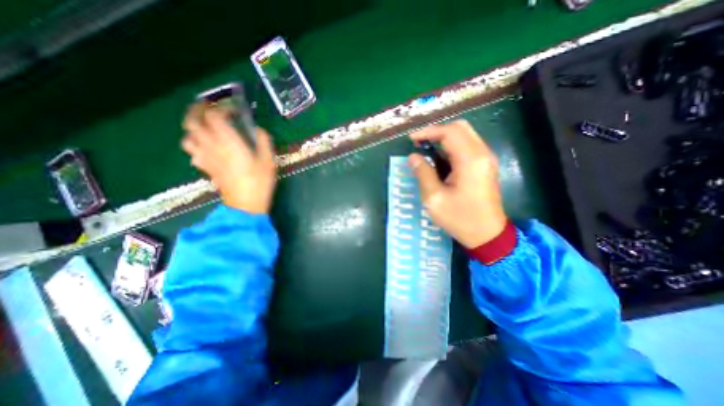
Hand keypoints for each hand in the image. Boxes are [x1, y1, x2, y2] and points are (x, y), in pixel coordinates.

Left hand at [182, 102, 277, 213]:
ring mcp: (206, 158)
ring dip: (193, 129)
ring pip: (188, 137)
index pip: (214, 116)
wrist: (246, 204)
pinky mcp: (206, 168)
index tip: (233, 109)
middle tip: (207, 107)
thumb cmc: (260, 182)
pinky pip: (193, 153)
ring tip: (206, 128)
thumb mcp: (269, 160)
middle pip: (192, 122)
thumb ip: (264, 142)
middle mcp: (212, 146)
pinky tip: (206, 149)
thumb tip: (259, 130)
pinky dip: (196, 146)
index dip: (221, 108)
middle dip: (196, 110)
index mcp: (229, 142)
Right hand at [409, 118, 503, 247]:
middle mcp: (482, 154)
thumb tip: (413, 157)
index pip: (449, 132)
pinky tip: (439, 156)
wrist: (487, 234)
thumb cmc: (459, 218)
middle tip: (419, 142)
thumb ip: (423, 174)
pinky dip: (452, 145)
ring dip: (444, 137)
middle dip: (436, 131)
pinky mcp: (485, 164)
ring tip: (426, 148)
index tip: (411, 139)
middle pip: (459, 128)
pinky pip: (468, 145)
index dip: (428, 132)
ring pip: (465, 134)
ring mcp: (486, 158)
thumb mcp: (434, 199)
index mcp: (470, 161)